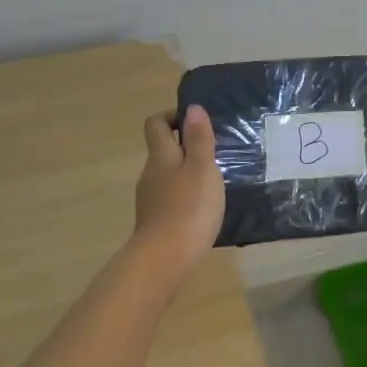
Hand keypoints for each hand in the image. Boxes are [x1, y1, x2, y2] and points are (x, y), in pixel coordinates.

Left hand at [134, 105, 226, 272]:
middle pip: (163, 149)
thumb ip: (199, 139)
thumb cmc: (189, 207)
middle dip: (186, 146)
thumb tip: (192, 108)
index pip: (156, 124)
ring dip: (188, 172)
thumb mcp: (202, 168)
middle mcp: (150, 173)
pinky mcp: (157, 220)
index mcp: (161, 155)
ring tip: (215, 181)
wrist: (165, 259)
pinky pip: (171, 197)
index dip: (173, 117)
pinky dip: (186, 195)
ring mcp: (150, 199)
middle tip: (216, 153)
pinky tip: (204, 208)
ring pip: (168, 175)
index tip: (197, 123)